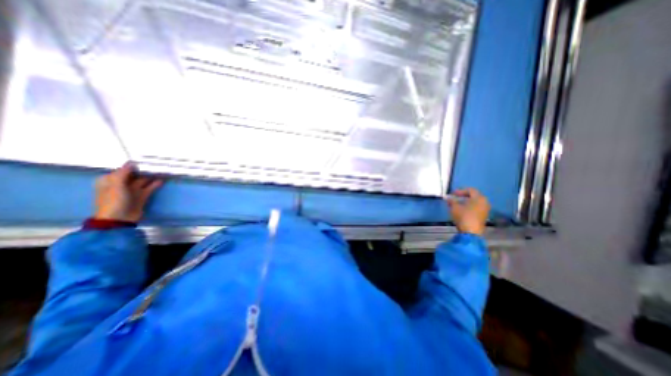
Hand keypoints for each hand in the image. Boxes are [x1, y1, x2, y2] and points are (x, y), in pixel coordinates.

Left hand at [94, 161, 162, 220]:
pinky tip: (162, 180)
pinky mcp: (141, 196)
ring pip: (143, 181)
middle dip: (144, 171)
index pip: (123, 170)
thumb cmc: (114, 201)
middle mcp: (121, 185)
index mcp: (110, 181)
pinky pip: (149, 188)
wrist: (119, 219)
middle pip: (134, 175)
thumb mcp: (116, 185)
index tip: (144, 161)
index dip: (133, 166)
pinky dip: (155, 184)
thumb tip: (132, 162)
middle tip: (155, 165)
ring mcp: (132, 191)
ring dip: (151, 177)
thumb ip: (123, 173)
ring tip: (161, 171)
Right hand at [448, 189, 491, 234]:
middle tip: (455, 198)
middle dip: (464, 196)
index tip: (452, 194)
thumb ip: (451, 201)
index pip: (470, 190)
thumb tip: (448, 198)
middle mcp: (484, 202)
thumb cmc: (463, 216)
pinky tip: (462, 210)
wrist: (471, 232)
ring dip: (466, 202)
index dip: (460, 191)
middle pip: (474, 196)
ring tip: (457, 204)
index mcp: (479, 198)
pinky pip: (476, 208)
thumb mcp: (454, 207)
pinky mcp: (484, 217)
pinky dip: (469, 207)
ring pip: (475, 203)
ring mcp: (485, 210)